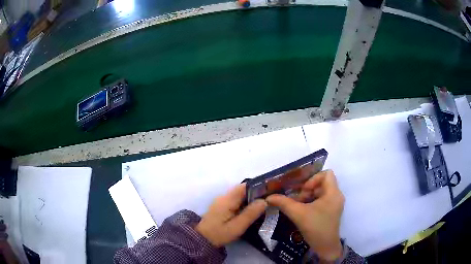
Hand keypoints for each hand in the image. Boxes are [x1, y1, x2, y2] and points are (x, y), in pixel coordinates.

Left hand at [195, 183, 266, 246]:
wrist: (202, 240)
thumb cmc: (219, 234)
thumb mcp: (237, 227)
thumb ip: (250, 213)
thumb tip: (264, 201)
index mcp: (227, 200)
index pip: (244, 187)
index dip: (257, 187)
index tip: (270, 191)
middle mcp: (224, 197)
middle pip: (242, 190)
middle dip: (256, 193)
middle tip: (270, 199)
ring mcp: (221, 201)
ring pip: (239, 195)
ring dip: (251, 198)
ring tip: (264, 204)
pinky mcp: (221, 206)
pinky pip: (235, 200)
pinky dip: (245, 203)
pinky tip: (252, 210)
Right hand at [267, 170, 344, 260]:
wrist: (325, 247)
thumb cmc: (315, 228)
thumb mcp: (298, 214)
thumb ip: (283, 203)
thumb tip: (269, 197)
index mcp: (333, 193)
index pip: (327, 173)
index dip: (313, 178)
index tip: (303, 191)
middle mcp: (336, 196)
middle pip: (322, 183)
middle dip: (308, 190)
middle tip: (297, 201)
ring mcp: (335, 204)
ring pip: (320, 192)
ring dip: (308, 197)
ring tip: (298, 207)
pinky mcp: (331, 211)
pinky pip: (321, 200)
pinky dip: (311, 203)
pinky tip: (302, 212)